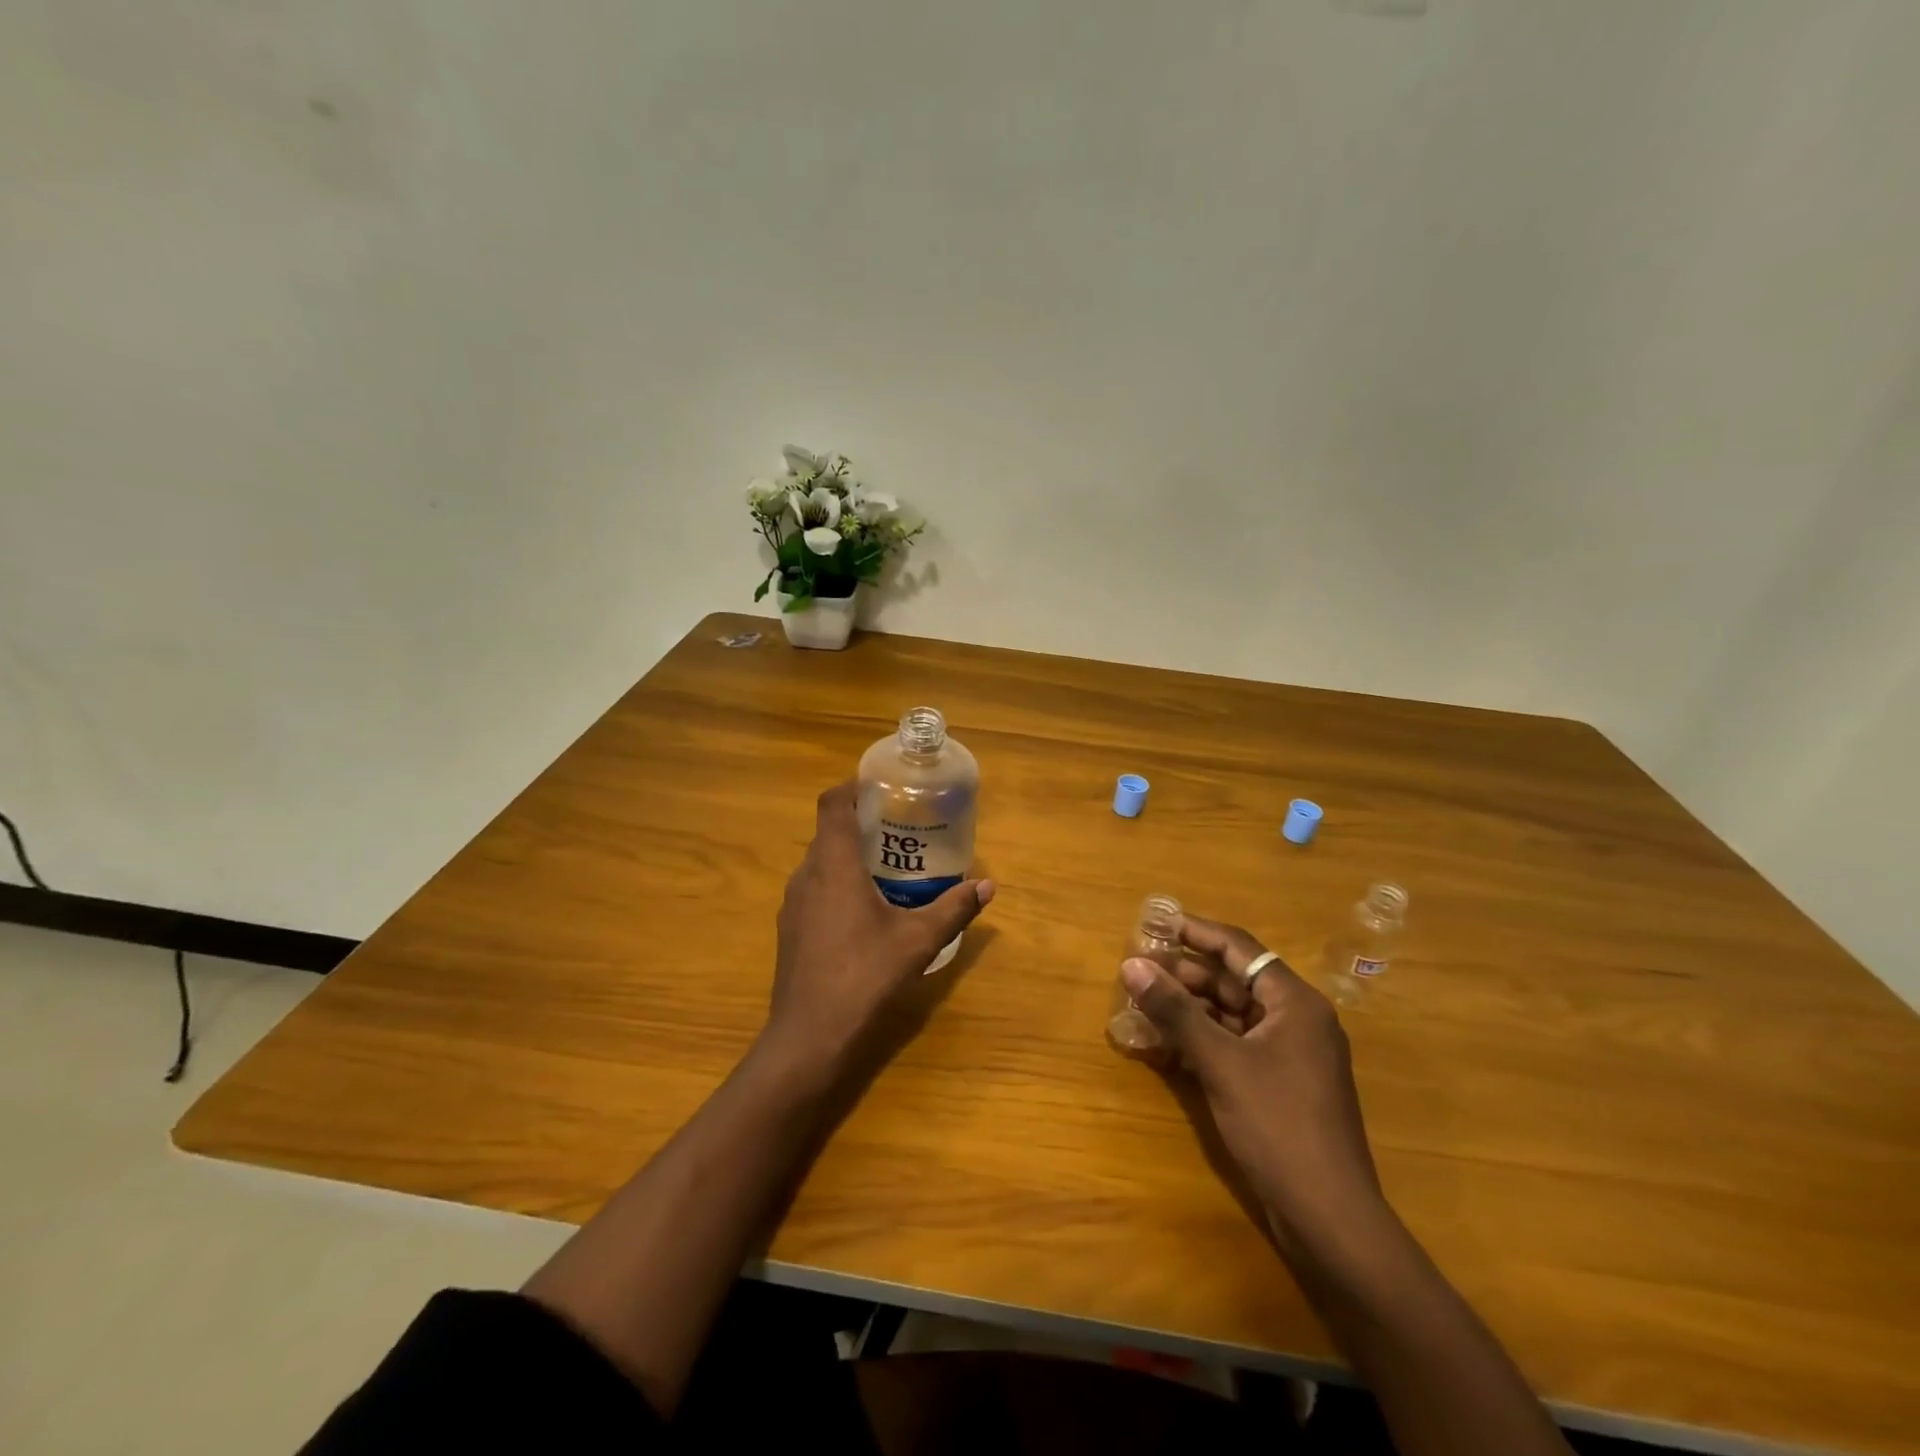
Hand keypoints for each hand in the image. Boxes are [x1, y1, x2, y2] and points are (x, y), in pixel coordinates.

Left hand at [765, 783, 993, 1080]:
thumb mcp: (918, 941)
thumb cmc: (864, 977)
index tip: (881, 786)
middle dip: (861, 822)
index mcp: (833, 865)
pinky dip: (838, 882)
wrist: (809, 1037)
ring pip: (820, 862)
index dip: (853, 786)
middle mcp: (806, 875)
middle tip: (900, 826)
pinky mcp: (790, 929)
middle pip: (828, 831)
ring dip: (849, 855)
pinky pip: (815, 888)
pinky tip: (865, 909)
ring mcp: (793, 904)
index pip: (832, 804)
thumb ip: (954, 908)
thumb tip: (987, 885)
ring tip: (888, 864)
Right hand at [1121, 916, 1383, 1250]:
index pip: (1240, 948)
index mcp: (1294, 1002)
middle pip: (1234, 980)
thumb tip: (1132, 965)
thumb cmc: (1278, 1126)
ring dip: (1190, 1009)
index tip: (1155, 925)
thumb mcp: (1220, 1063)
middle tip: (1138, 971)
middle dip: (1186, 975)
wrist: (1330, 1218)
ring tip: (1144, 1004)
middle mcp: (1296, 1019)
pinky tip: (1167, 1045)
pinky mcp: (1281, 1083)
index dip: (1196, 932)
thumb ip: (1175, 1011)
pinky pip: (1236, 1044)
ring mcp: (1290, 1053)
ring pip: (1232, 1014)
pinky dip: (1204, 1040)